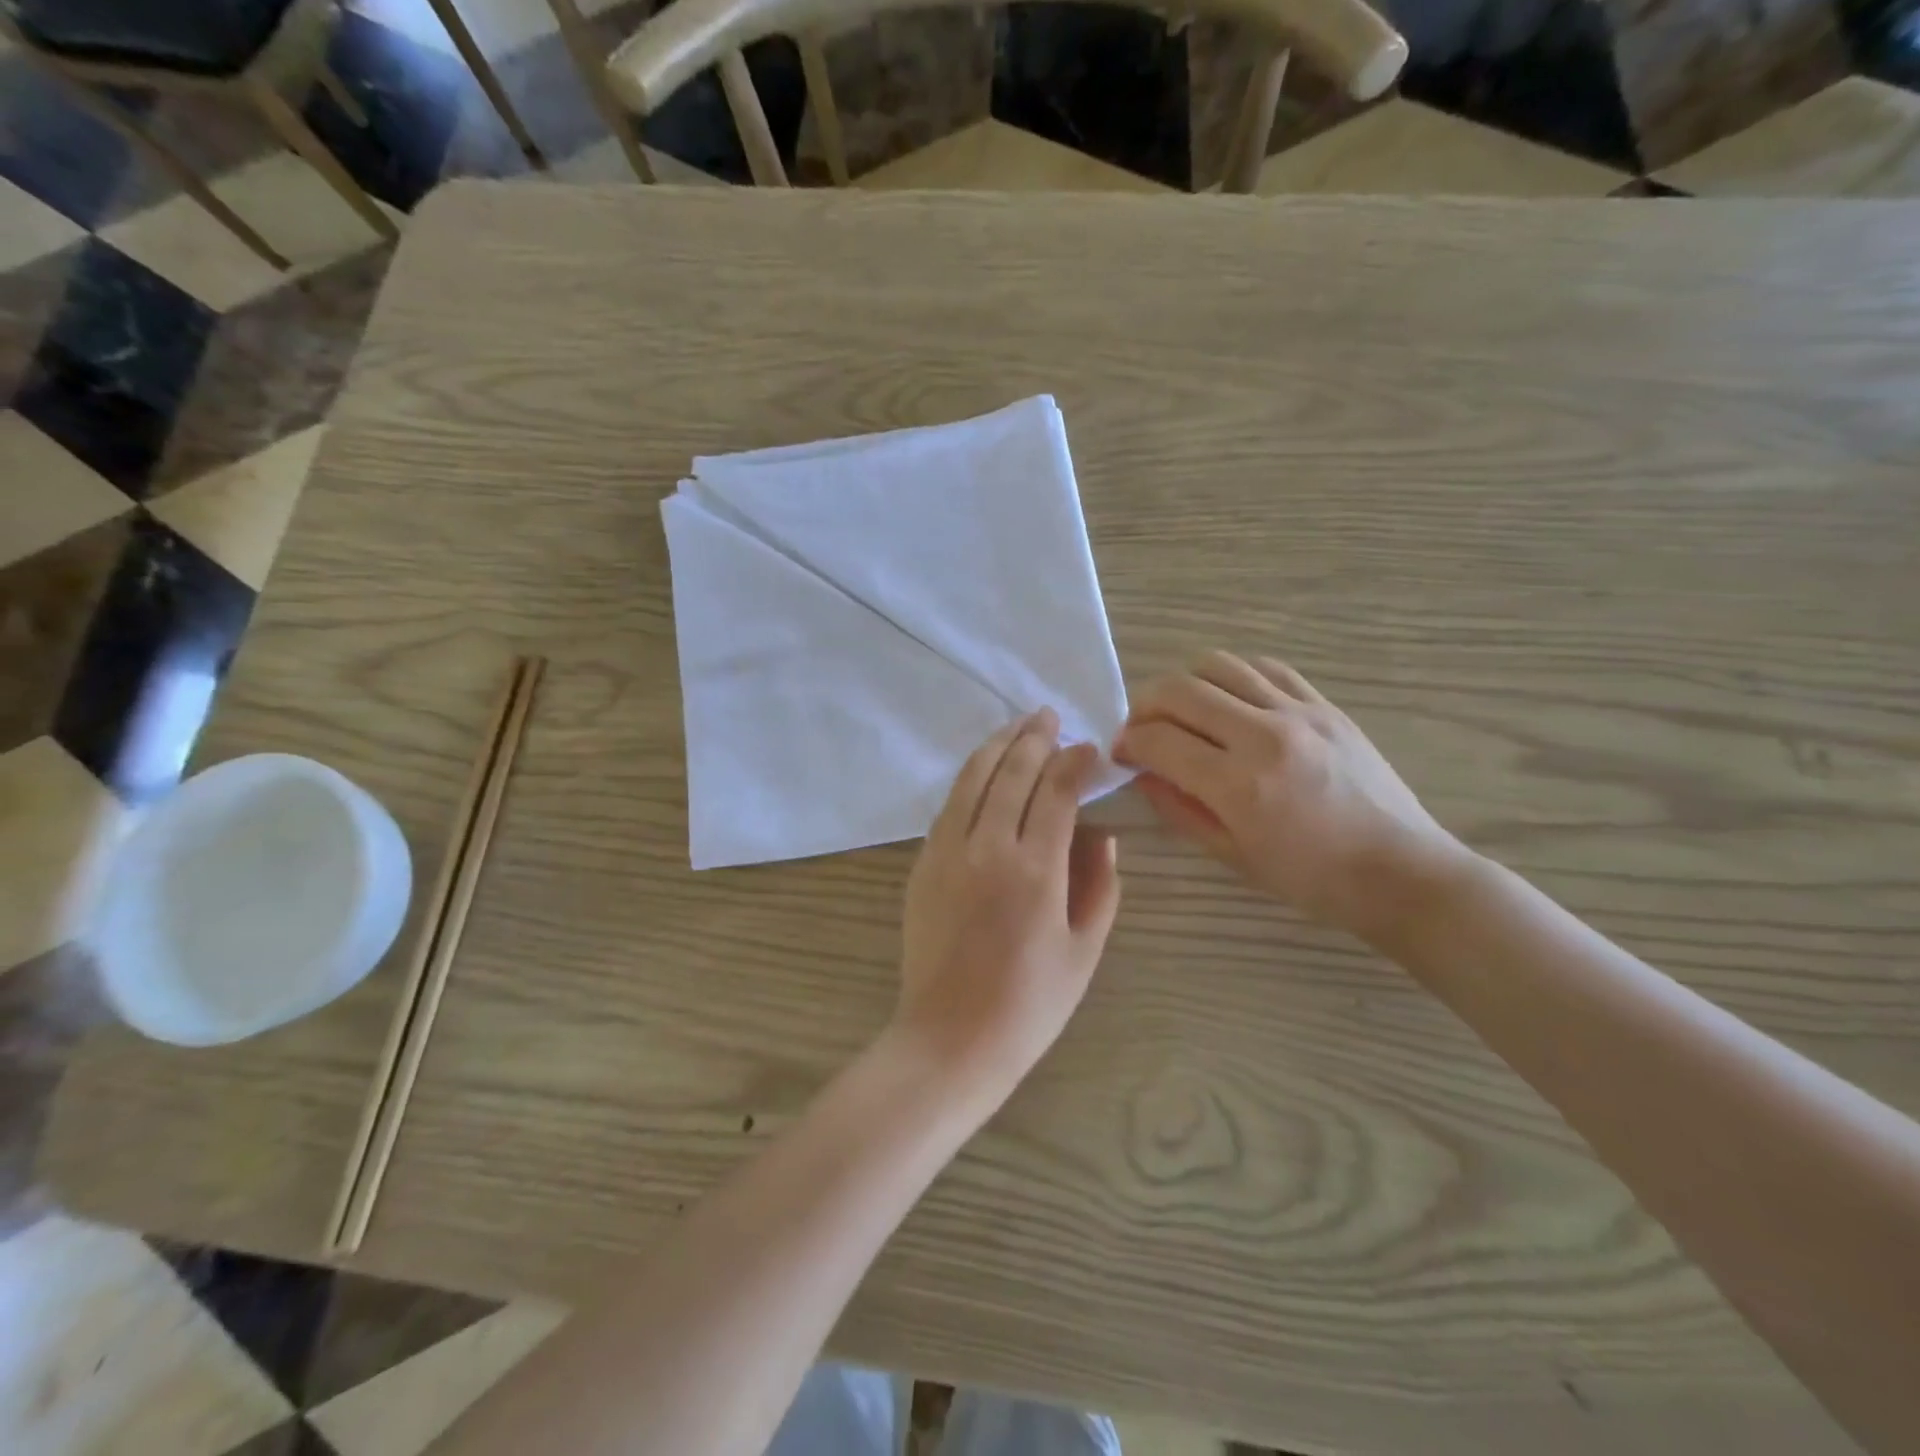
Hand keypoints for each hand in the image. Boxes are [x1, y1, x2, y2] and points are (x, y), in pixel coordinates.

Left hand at [894, 709, 1121, 1098]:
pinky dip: (970, 778)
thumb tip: (1103, 835)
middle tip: (1050, 717)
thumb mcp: (1084, 951)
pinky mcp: (923, 864)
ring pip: (972, 779)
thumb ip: (1100, 886)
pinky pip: (950, 805)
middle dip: (1034, 738)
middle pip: (1012, 773)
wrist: (950, 1039)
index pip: (1057, 792)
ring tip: (1017, 726)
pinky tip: (983, 771)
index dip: (1075, 763)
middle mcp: (988, 848)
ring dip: (997, 746)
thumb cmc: (1029, 1005)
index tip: (1090, 750)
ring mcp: (948, 852)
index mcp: (1036, 871)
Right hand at [1113, 651, 1468, 942]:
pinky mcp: (1325, 705)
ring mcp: (1299, 713)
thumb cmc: (1311, 878)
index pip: (1158, 741)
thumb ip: (1179, 808)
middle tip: (1142, 729)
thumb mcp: (1232, 855)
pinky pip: (1266, 668)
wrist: (1400, 870)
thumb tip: (1143, 773)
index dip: (1127, 743)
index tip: (1121, 753)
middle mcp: (1264, 736)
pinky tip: (1229, 700)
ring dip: (1186, 685)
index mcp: (1239, 785)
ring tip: (1184, 712)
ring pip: (1219, 666)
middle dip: (1144, 706)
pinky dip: (1233, 677)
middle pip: (1179, 691)